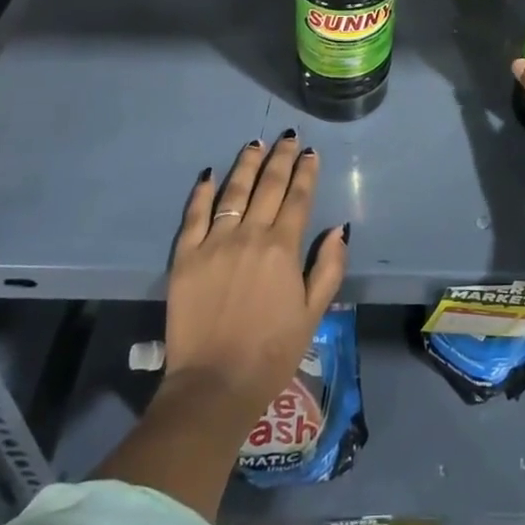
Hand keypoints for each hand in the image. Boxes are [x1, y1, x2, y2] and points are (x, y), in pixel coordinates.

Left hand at [165, 133, 348, 425]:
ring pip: (233, 191)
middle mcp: (250, 235)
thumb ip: (329, 268)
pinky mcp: (185, 256)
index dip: (306, 172)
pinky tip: (210, 174)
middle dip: (281, 158)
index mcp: (283, 248)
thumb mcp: (313, 314)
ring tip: (255, 144)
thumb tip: (339, 229)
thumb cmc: (272, 353)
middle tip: (288, 138)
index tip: (311, 153)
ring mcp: (214, 243)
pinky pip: (195, 215)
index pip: (298, 198)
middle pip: (268, 185)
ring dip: (247, 164)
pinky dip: (203, 192)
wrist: (214, 386)